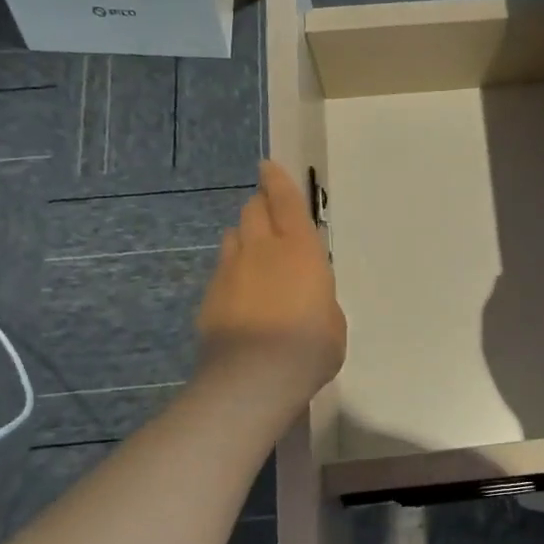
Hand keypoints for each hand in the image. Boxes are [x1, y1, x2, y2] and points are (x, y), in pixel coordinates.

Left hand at [196, 160, 346, 402]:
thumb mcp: (333, 322)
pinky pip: (221, 270)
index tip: (267, 167)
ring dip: (244, 237)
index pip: (285, 201)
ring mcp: (230, 271)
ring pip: (232, 236)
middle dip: (259, 205)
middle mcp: (262, 249)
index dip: (276, 181)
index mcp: (300, 249)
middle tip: (267, 212)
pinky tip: (240, 293)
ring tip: (254, 253)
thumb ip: (320, 299)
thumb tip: (307, 298)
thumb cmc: (309, 346)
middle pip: (252, 210)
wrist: (254, 377)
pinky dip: (232, 271)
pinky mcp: (209, 297)